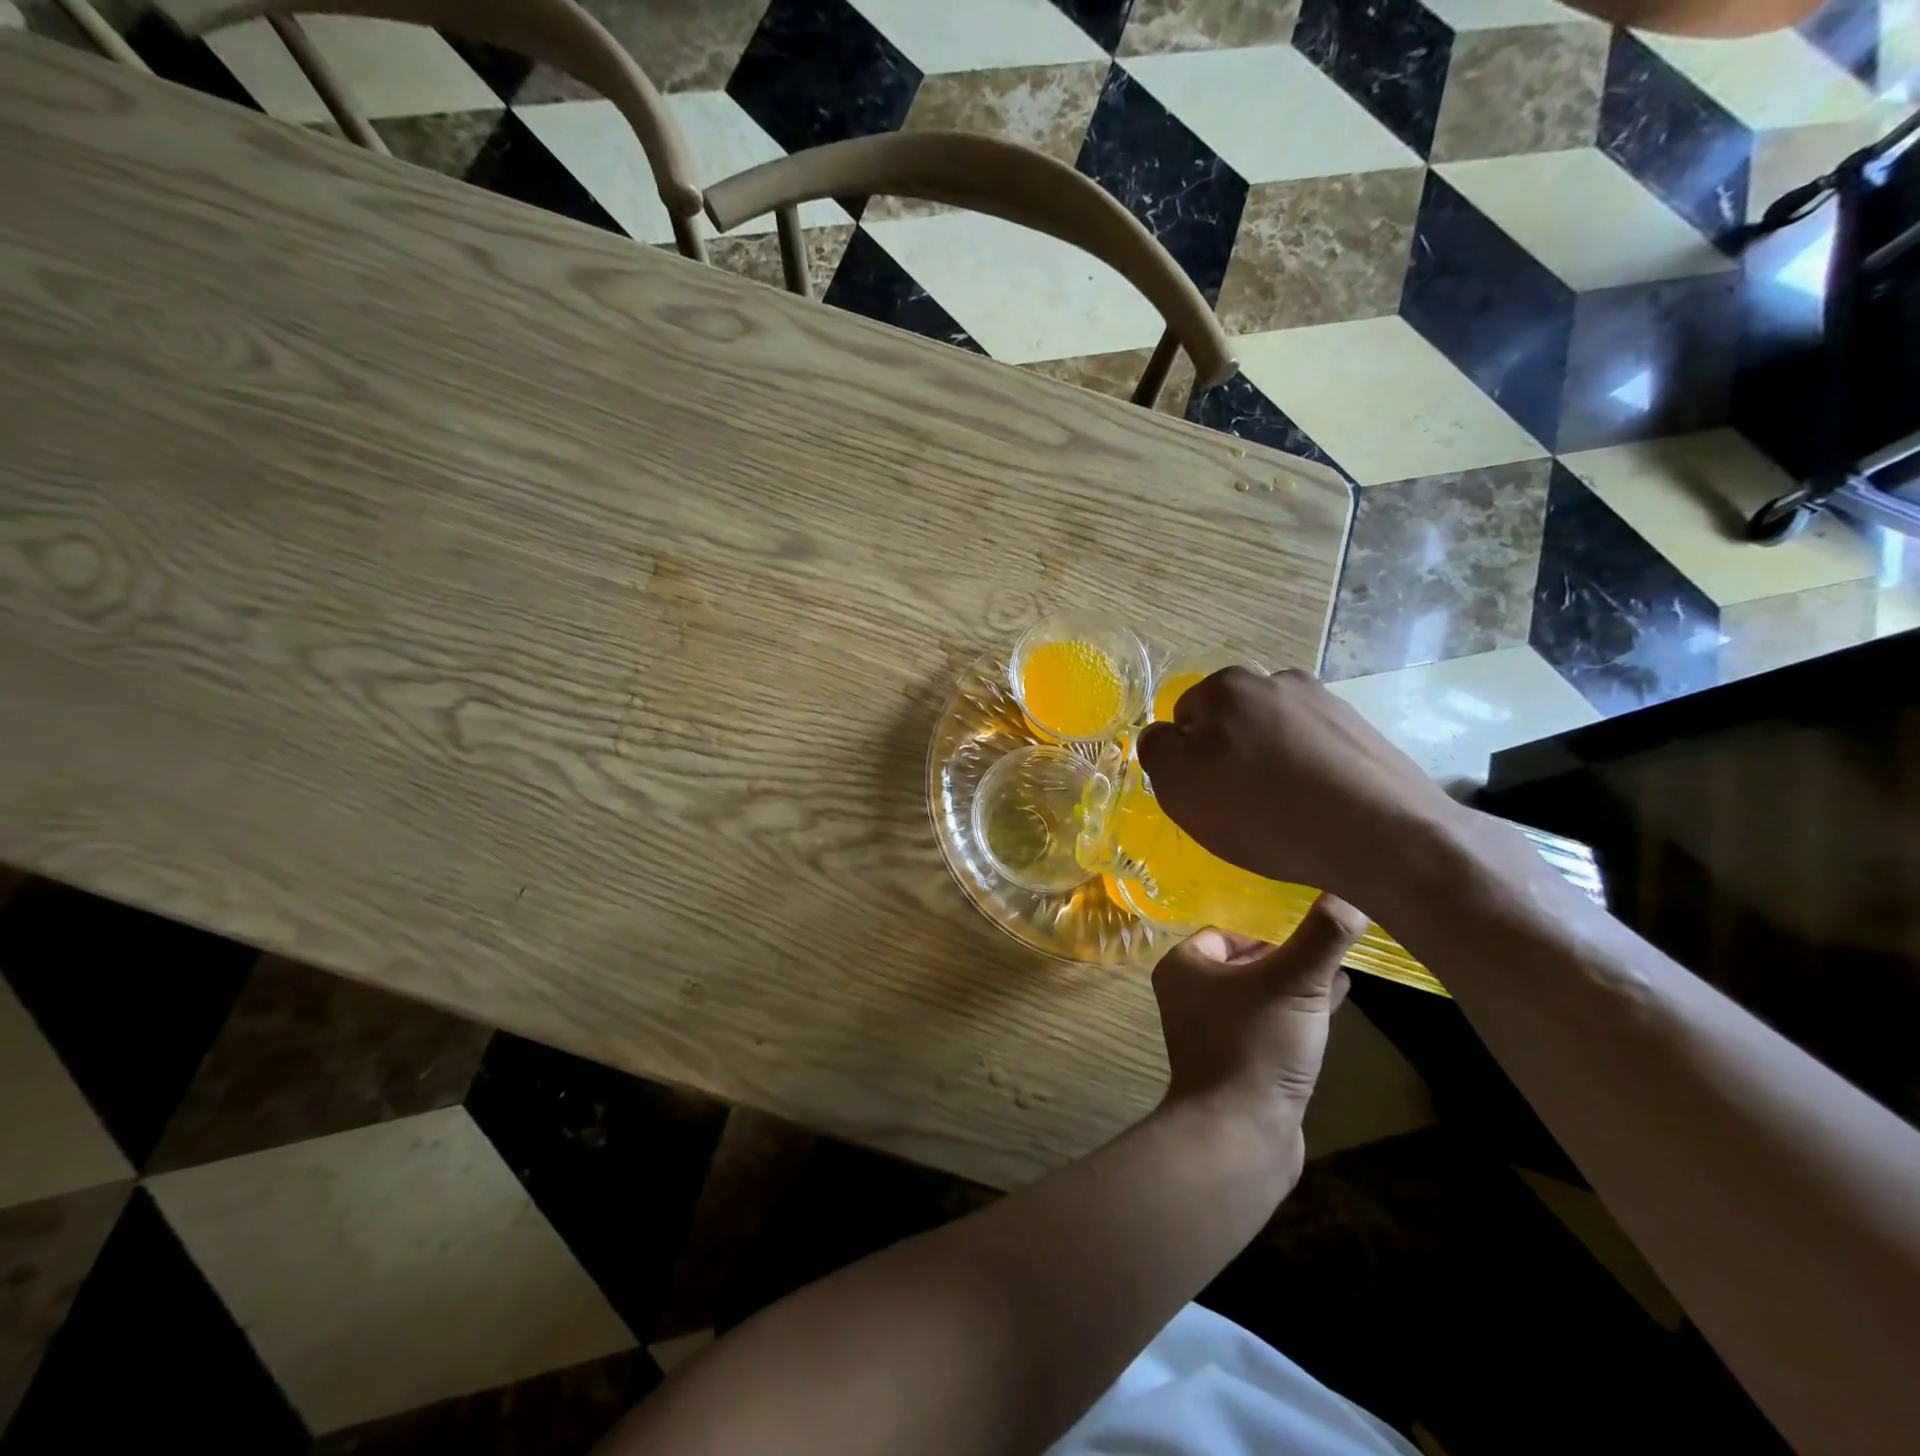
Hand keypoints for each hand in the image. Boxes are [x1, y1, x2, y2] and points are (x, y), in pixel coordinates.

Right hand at [1136, 667, 1461, 904]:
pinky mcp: (1361, 730)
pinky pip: (1312, 751)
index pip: (1183, 719)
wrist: (1385, 836)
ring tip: (1284, 812)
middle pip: (1230, 723)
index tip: (1208, 796)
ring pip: (1272, 736)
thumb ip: (1157, 750)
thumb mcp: (1181, 787)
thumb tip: (1164, 735)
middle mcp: (1276, 679)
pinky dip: (1306, 774)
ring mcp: (1325, 702)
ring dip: (1268, 765)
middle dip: (1229, 758)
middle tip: (1242, 807)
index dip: (1188, 761)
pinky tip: (1317, 808)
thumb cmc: (1266, 811)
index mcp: (1227, 686)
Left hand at [1152, 895, 1366, 1149]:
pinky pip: (1271, 1024)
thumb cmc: (1256, 1045)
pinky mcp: (1240, 1062)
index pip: (1226, 931)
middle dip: (1287, 954)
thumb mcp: (1294, 983)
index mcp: (1185, 967)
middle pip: (1245, 961)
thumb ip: (1321, 937)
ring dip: (1297, 983)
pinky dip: (1299, 1012)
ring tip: (1340, 968)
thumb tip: (1349, 892)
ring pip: (1261, 994)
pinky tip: (1338, 1001)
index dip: (1267, 928)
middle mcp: (1191, 995)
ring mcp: (1214, 1031)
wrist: (1240, 1135)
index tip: (1308, 927)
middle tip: (1329, 944)